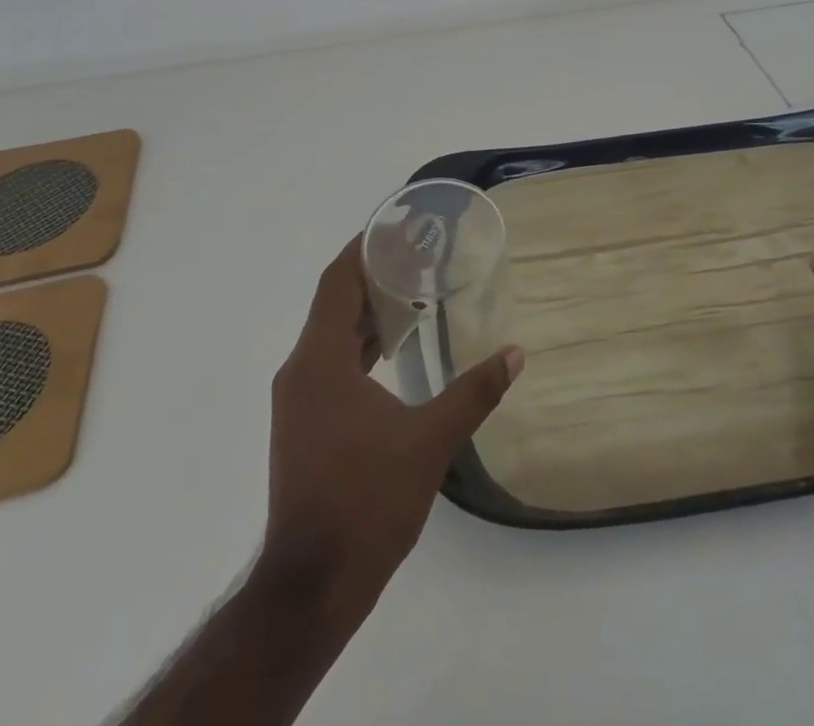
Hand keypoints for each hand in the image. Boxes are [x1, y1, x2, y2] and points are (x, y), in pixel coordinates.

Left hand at [259, 236, 523, 624]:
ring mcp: (298, 400)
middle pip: (335, 303)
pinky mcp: (303, 424)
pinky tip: (394, 351)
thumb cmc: (366, 502)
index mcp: (319, 361)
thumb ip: (473, 393)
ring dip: (368, 312)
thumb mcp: (429, 443)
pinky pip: (331, 363)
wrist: (311, 587)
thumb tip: (515, 354)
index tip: (397, 226)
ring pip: (332, 335)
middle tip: (419, 256)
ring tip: (414, 295)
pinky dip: (361, 346)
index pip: (338, 281)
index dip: (364, 247)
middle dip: (374, 276)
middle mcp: (300, 371)